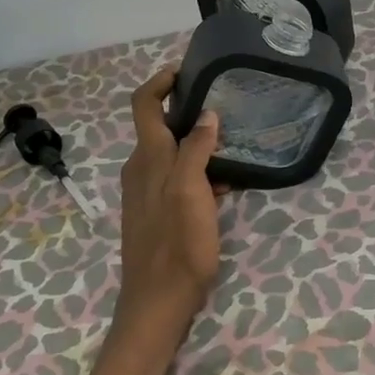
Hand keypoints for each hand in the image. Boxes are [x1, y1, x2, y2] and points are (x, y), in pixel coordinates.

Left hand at [76, 68, 224, 374]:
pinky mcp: (157, 213)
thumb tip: (206, 114)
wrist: (157, 302)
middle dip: (188, 112)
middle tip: (225, 106)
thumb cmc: (176, 244)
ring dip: (198, 145)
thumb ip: (196, 150)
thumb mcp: (191, 191)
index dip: (161, 81)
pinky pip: (177, 179)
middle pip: (160, 127)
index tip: (188, 71)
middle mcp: (141, 169)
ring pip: (172, 154)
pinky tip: (225, 186)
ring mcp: (147, 193)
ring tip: (233, 145)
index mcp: (147, 158)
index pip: (144, 104)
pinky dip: (199, 173)